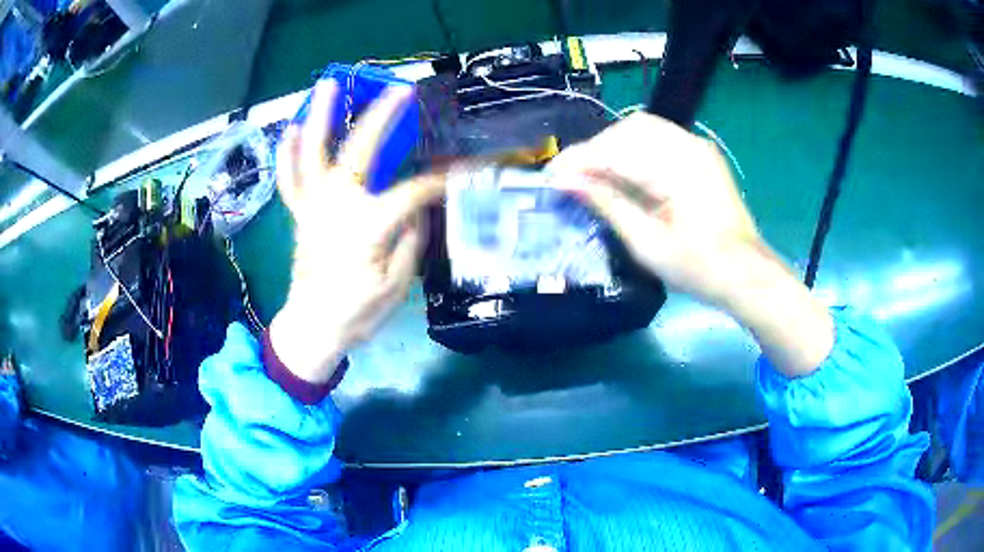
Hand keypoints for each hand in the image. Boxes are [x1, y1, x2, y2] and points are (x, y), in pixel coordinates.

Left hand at [269, 81, 444, 383]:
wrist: (313, 328)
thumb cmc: (357, 312)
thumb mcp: (397, 283)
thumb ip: (411, 239)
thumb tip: (418, 209)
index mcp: (368, 225)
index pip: (413, 192)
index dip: (440, 182)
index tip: (463, 172)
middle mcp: (337, 205)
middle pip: (360, 152)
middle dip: (383, 118)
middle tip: (400, 91)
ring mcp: (314, 206)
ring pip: (314, 154)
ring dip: (321, 117)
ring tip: (328, 85)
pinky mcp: (300, 214)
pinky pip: (290, 180)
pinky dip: (288, 154)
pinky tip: (290, 129)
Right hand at [550, 113, 832, 376]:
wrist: (745, 273)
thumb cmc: (698, 268)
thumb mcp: (647, 244)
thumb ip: (607, 204)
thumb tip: (566, 182)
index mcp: (676, 168)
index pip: (615, 149)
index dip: (579, 160)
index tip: (552, 177)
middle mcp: (688, 146)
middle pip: (627, 130)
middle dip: (595, 150)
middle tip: (574, 179)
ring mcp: (697, 146)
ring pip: (641, 129)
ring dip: (613, 147)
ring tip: (596, 175)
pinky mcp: (700, 154)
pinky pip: (658, 138)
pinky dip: (634, 149)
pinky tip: (625, 172)